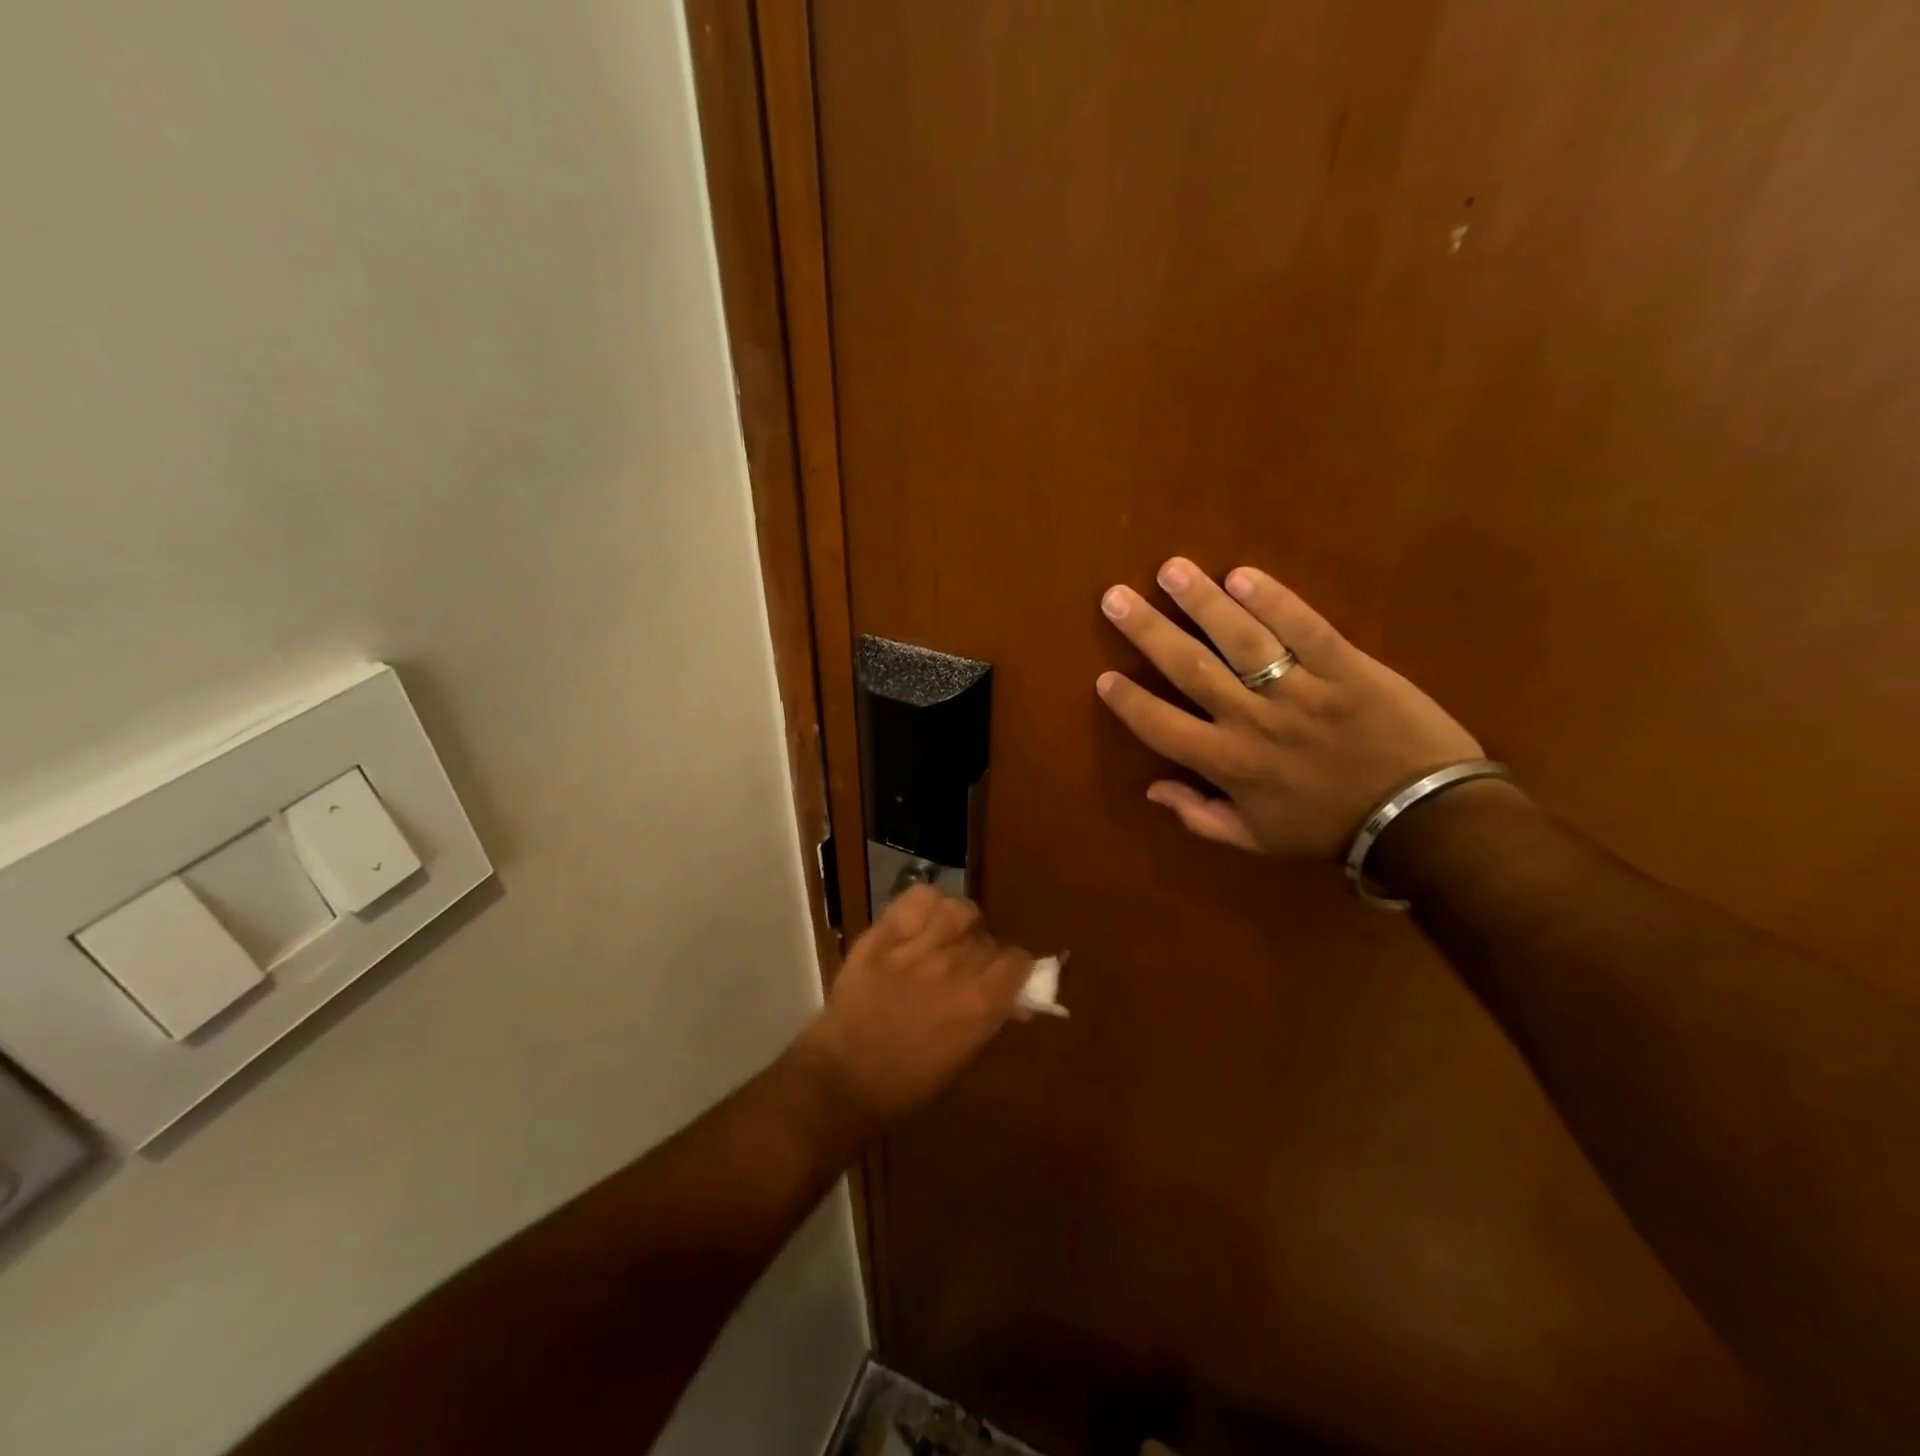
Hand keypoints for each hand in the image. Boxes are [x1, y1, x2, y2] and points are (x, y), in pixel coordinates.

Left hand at [794, 886, 1031, 1126]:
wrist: (841, 1079)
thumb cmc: (907, 1082)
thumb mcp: (962, 1060)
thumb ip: (992, 1021)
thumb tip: (1018, 1000)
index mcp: (980, 1004)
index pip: (1018, 960)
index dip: (1013, 968)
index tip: (1002, 978)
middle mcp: (955, 968)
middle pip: (987, 938)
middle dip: (982, 953)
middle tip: (963, 971)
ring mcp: (917, 948)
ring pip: (959, 910)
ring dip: (959, 924)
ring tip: (945, 937)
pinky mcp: (882, 935)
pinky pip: (919, 897)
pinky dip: (926, 904)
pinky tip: (921, 921)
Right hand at [1095, 558, 1482, 856]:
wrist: (1422, 821)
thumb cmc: (1331, 829)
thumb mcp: (1257, 840)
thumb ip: (1200, 817)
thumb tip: (1152, 790)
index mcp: (1229, 765)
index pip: (1163, 728)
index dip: (1129, 702)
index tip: (1105, 676)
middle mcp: (1253, 722)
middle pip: (1190, 669)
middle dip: (1148, 632)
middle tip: (1115, 598)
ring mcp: (1301, 692)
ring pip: (1241, 640)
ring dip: (1202, 602)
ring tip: (1171, 570)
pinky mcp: (1348, 669)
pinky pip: (1306, 629)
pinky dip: (1274, 601)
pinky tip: (1242, 576)